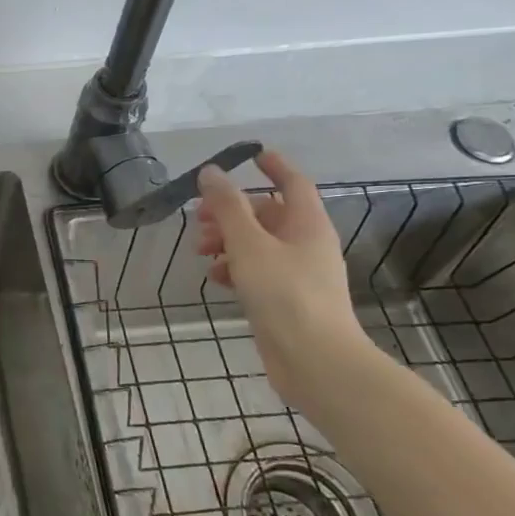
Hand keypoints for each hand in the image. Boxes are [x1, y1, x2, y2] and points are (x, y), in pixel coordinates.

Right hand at [195, 149, 374, 411]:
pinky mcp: (285, 300)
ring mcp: (297, 274)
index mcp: (307, 224)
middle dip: (232, 211)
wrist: (315, 360)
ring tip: (200, 251)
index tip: (249, 155)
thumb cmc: (284, 294)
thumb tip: (211, 172)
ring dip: (228, 241)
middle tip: (199, 217)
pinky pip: (257, 271)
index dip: (273, 166)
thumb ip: (227, 207)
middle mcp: (306, 244)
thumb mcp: (249, 244)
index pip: (292, 183)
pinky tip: (216, 278)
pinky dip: (236, 268)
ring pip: (258, 244)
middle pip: (268, 214)